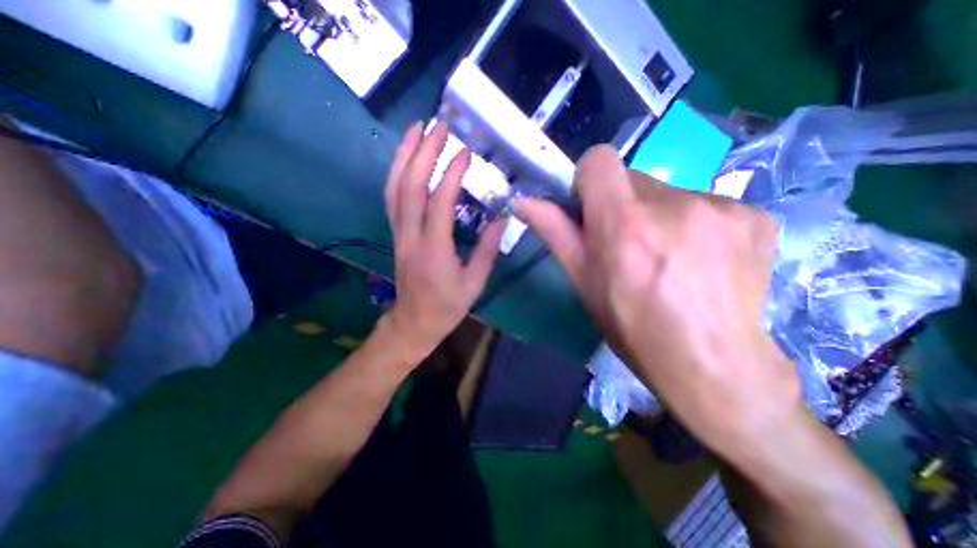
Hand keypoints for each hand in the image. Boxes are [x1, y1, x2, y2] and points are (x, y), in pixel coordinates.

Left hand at [382, 119, 503, 359]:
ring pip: (395, 188)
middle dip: (424, 151)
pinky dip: (397, 173)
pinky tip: (406, 158)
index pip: (440, 201)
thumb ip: (488, 249)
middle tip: (439, 125)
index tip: (466, 152)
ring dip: (404, 155)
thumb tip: (502, 217)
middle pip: (411, 186)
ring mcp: (398, 233)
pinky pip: (392, 198)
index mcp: (435, 250)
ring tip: (416, 128)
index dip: (453, 173)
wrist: (414, 322)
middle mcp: (411, 236)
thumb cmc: (447, 307)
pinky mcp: (395, 234)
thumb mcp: (475, 283)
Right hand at [514, 146, 804, 453]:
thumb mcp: (584, 283)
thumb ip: (555, 233)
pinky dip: (695, 226)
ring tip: (667, 260)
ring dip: (659, 217)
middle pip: (634, 179)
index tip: (591, 208)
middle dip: (624, 206)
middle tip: (629, 247)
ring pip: (669, 194)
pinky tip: (700, 262)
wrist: (713, 366)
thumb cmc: (633, 328)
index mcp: (624, 225)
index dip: (589, 180)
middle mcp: (673, 206)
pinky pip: (706, 205)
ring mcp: (720, 208)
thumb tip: (523, 201)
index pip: (599, 160)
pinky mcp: (754, 216)